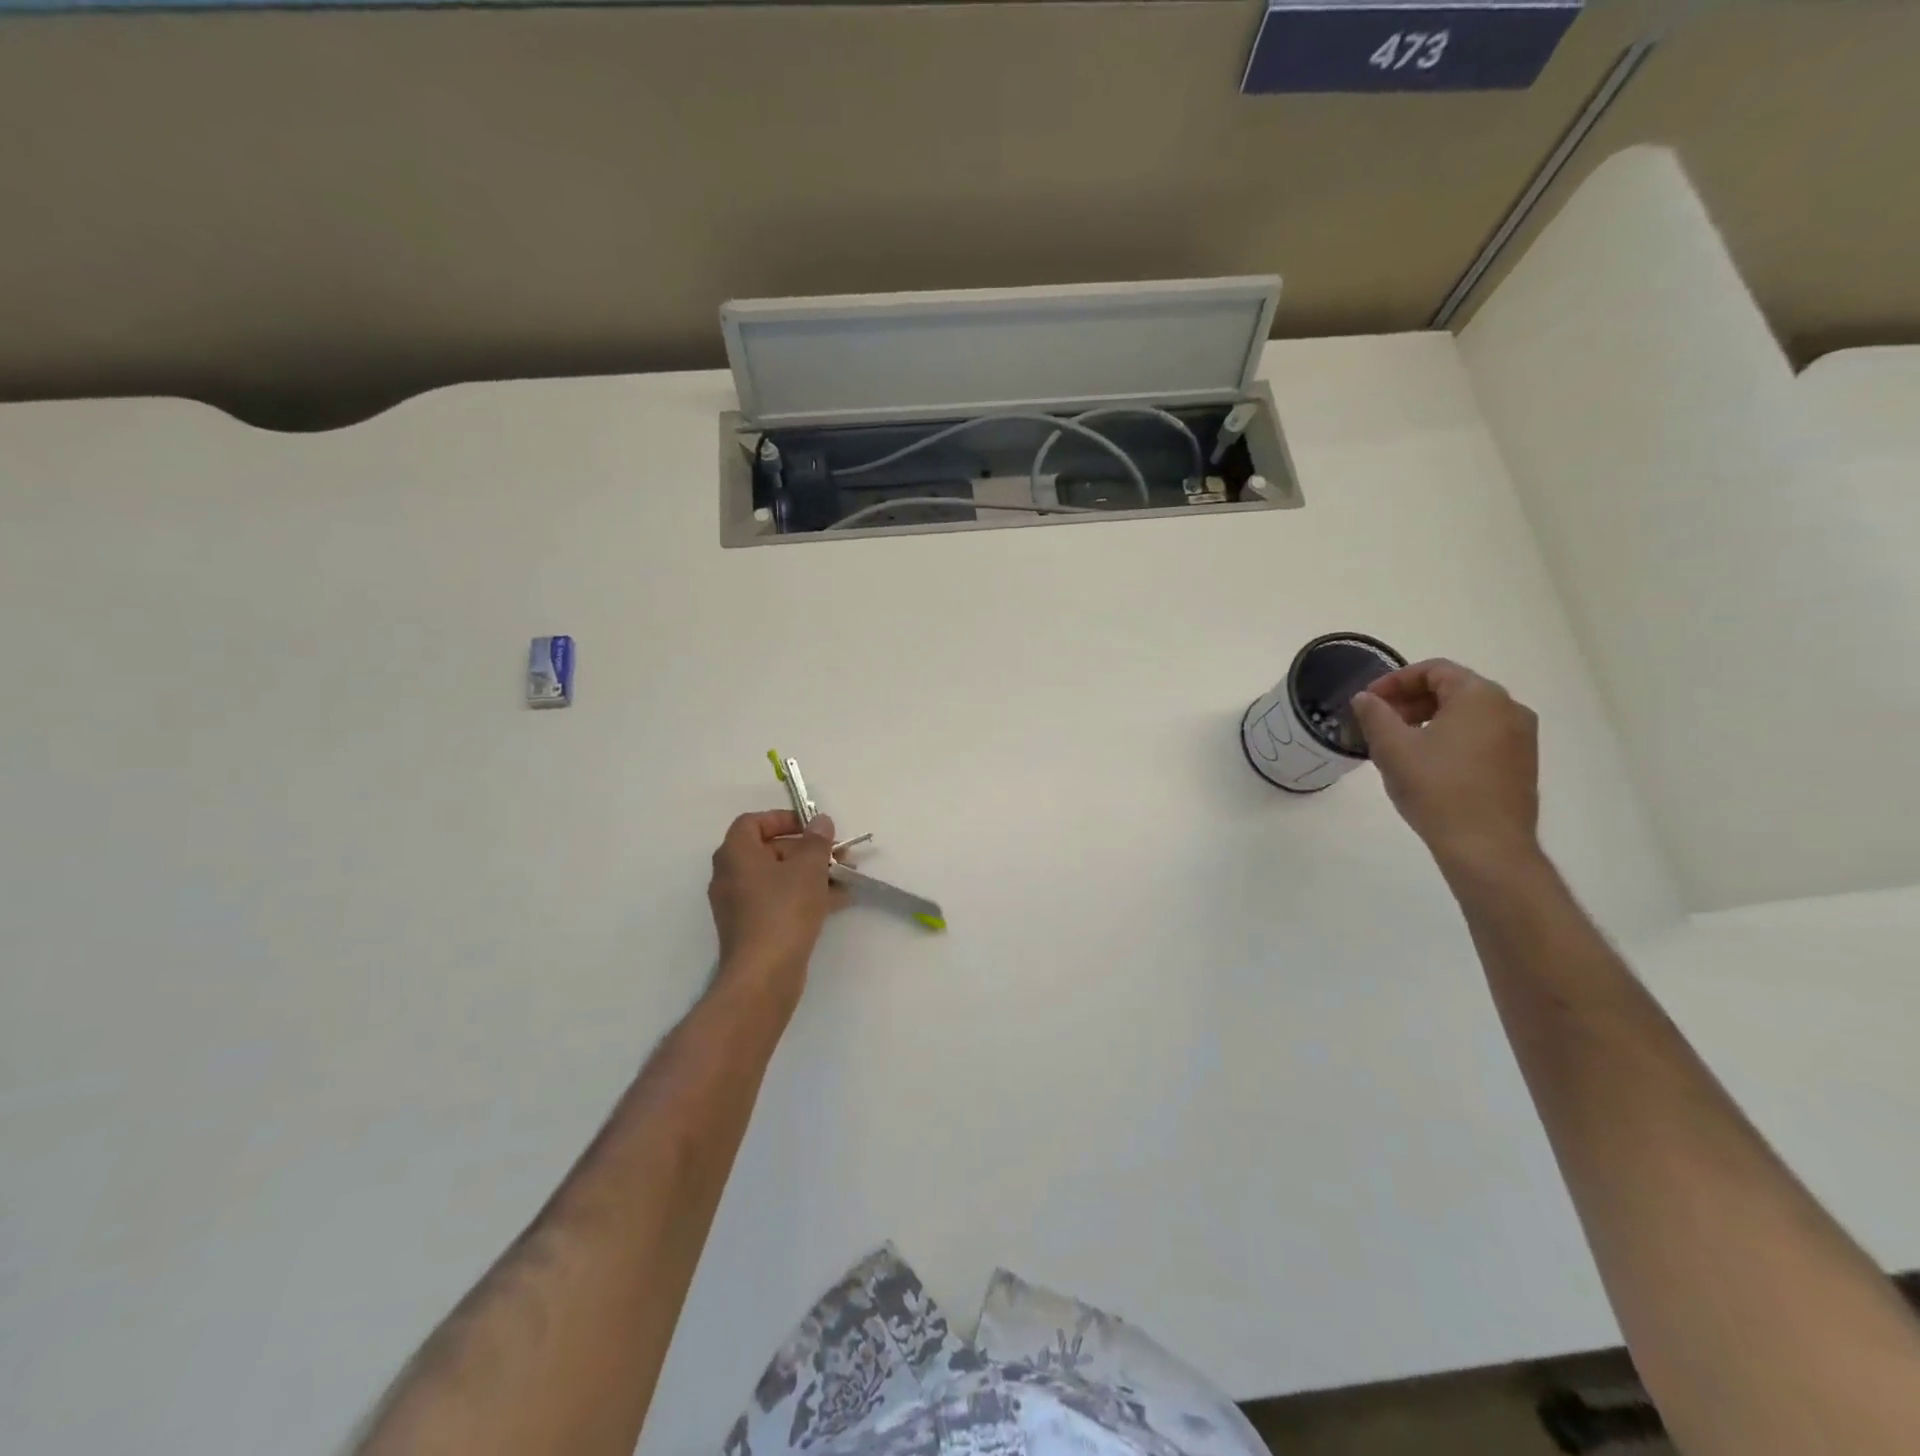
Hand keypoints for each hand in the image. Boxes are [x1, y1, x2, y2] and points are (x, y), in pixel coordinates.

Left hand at [707, 810, 840, 1003]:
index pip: (753, 822)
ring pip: (778, 878)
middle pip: (769, 850)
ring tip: (845, 877)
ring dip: (811, 874)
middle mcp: (731, 876)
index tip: (812, 828)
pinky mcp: (752, 928)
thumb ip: (817, 841)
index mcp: (736, 854)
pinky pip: (779, 901)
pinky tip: (837, 901)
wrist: (764, 975)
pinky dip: (804, 896)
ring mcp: (740, 905)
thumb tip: (820, 821)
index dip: (783, 819)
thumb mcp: (808, 868)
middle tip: (837, 854)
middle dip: (807, 849)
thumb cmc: (783, 911)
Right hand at [1349, 659, 1540, 869]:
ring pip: (1468, 714)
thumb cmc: (1436, 787)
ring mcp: (1521, 737)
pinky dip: (1450, 737)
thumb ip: (1375, 714)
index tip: (1368, 701)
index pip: (1434, 670)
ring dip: (1429, 719)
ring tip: (1398, 743)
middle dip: (1411, 700)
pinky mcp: (1521, 763)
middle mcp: (1509, 708)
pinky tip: (1426, 763)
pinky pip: (1481, 735)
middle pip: (1453, 689)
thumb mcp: (1392, 747)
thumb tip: (1365, 698)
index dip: (1395, 680)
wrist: (1486, 845)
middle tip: (1379, 721)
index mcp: (1480, 696)